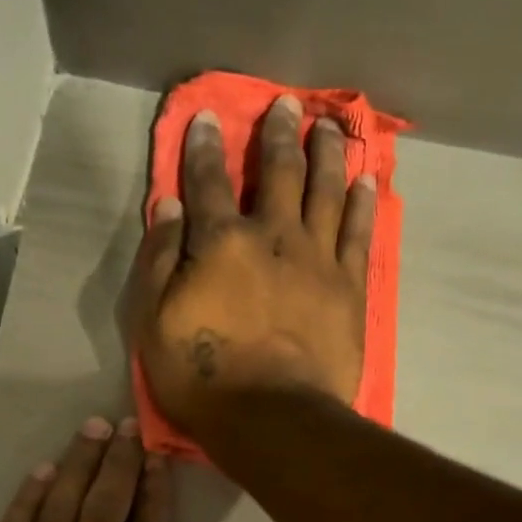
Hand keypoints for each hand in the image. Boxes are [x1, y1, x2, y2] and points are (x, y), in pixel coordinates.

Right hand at [131, 94, 375, 436]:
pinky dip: (362, 202)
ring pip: (325, 191)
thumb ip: (160, 259)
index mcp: (220, 243)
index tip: (207, 117)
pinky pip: (359, 232)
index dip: (204, 147)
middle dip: (279, 135)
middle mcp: (272, 236)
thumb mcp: (154, 322)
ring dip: (326, 153)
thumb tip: (169, 206)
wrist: (273, 417)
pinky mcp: (349, 286)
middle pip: (278, 173)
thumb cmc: (202, 376)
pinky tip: (366, 179)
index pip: (208, 182)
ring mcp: (317, 259)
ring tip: (331, 126)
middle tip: (287, 104)